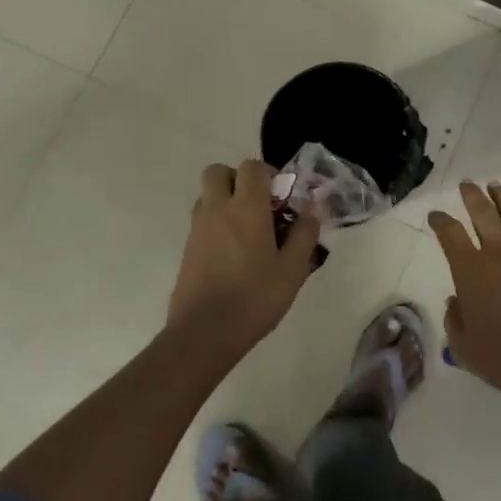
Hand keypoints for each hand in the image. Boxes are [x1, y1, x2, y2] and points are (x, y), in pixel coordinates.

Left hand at [169, 160, 321, 354]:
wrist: (204, 333)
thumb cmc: (255, 297)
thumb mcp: (293, 268)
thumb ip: (305, 233)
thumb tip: (313, 207)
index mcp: (246, 207)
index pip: (252, 167)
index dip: (268, 173)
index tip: (282, 197)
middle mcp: (217, 209)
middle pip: (218, 172)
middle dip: (238, 179)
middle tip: (259, 205)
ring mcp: (198, 229)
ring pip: (207, 195)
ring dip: (225, 200)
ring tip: (247, 230)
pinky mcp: (187, 249)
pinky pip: (201, 220)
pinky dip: (216, 223)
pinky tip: (233, 253)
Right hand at [430, 181, 500, 406]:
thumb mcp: (462, 347)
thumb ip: (454, 320)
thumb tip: (456, 302)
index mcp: (470, 270)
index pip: (450, 234)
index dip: (440, 221)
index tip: (435, 216)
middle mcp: (498, 254)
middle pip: (483, 213)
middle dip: (472, 196)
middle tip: (467, 184)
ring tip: (496, 187)